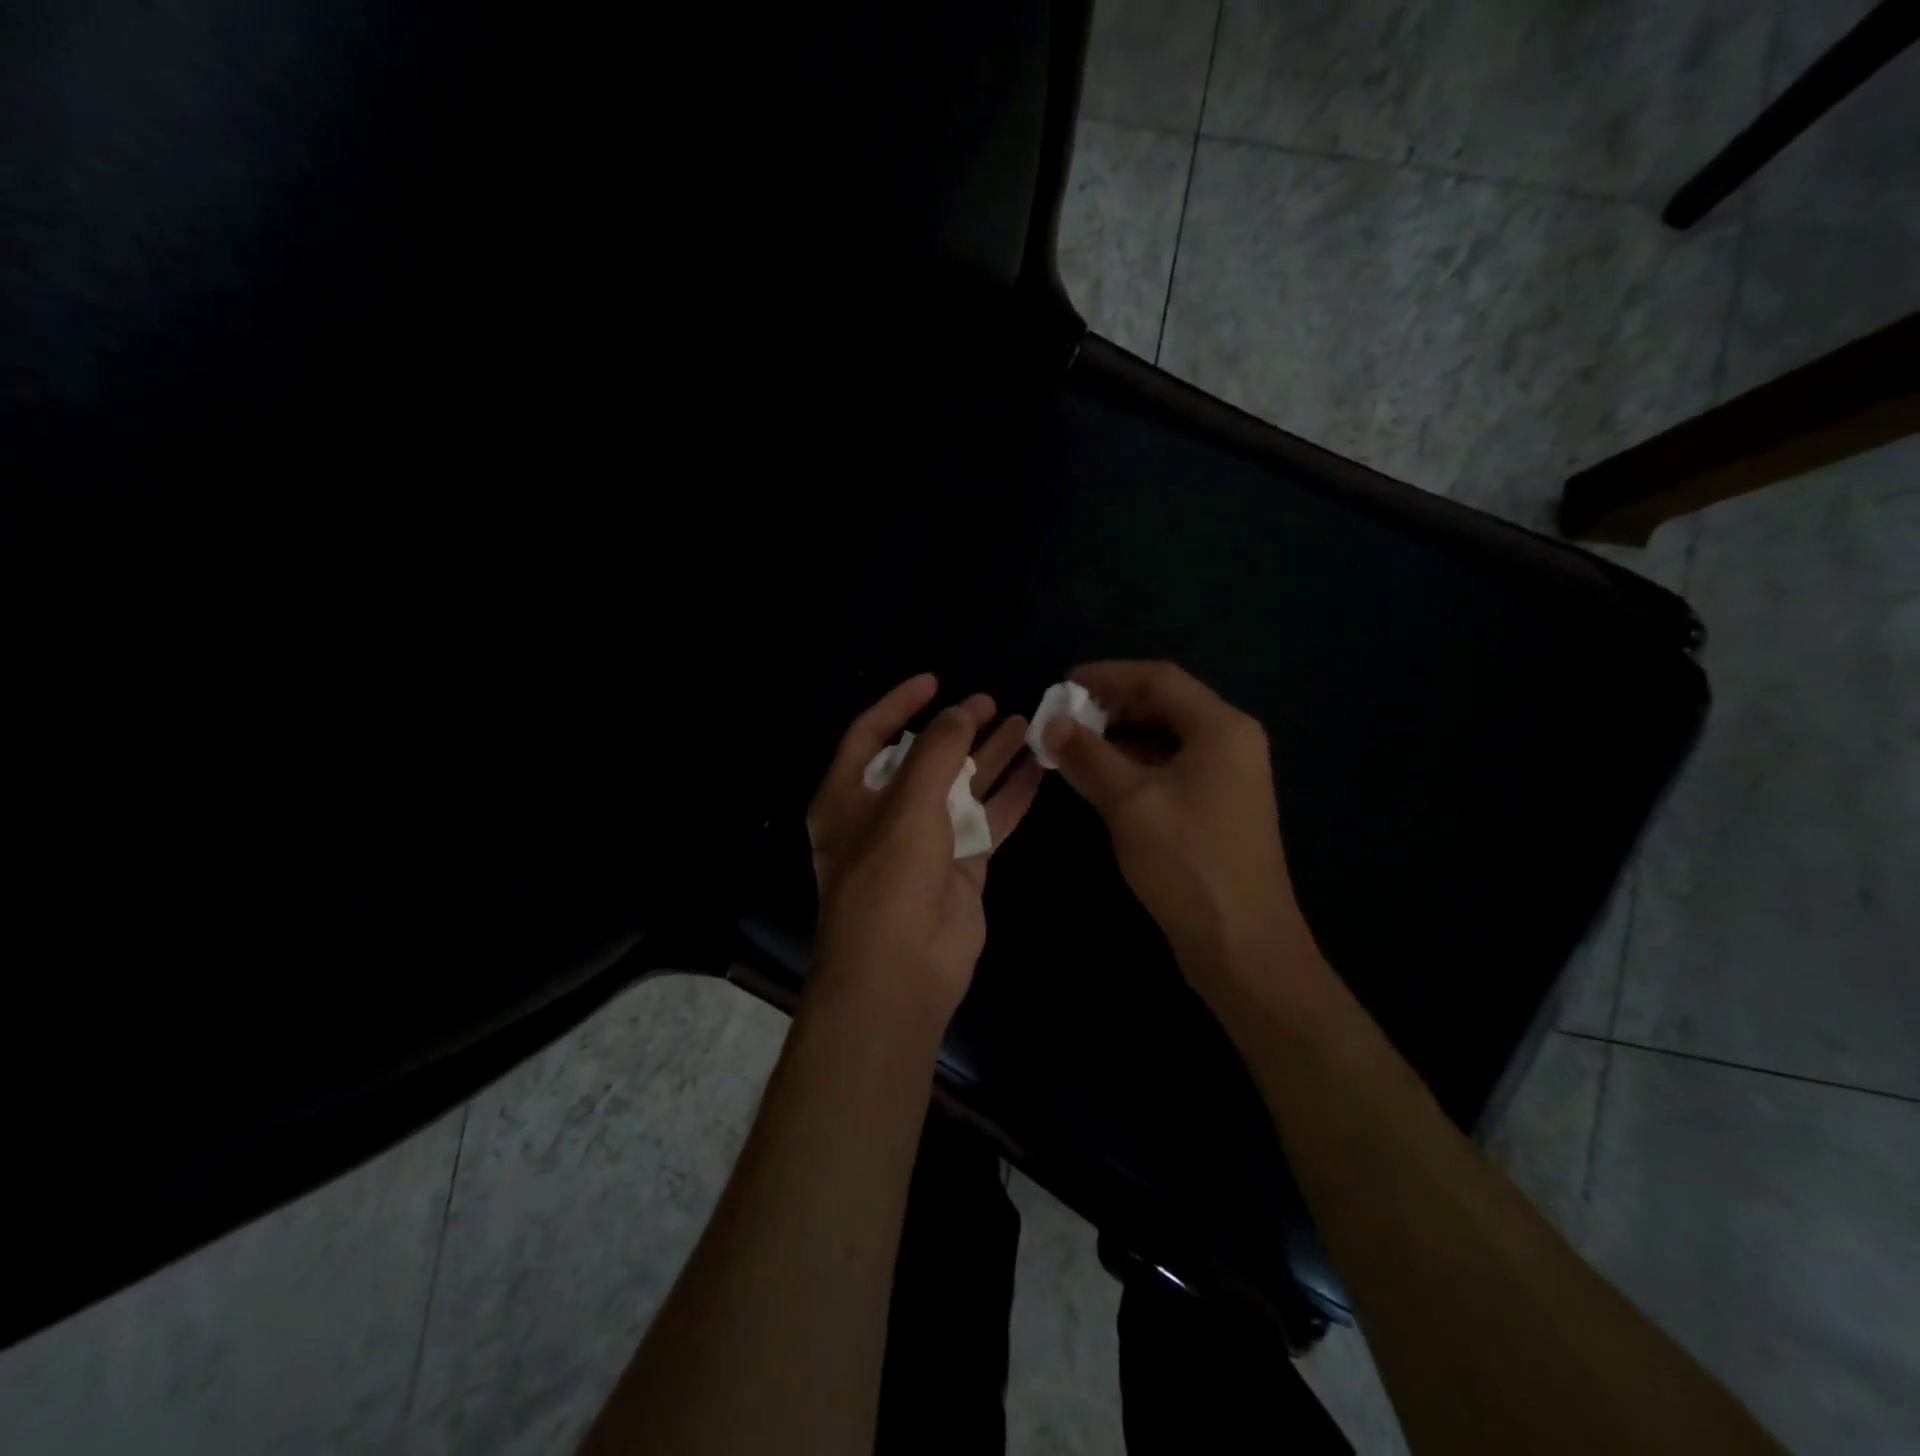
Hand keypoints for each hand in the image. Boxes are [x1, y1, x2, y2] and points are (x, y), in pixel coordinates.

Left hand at [806, 673, 1042, 1030]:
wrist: (902, 972)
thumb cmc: (889, 878)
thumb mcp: (908, 805)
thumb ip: (936, 752)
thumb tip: (959, 712)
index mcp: (848, 796)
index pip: (870, 734)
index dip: (900, 704)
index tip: (935, 679)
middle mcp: (884, 814)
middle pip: (924, 759)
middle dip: (955, 730)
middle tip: (991, 702)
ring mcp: (926, 841)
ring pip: (962, 788)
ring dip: (990, 757)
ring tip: (1023, 723)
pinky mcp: (962, 866)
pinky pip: (989, 820)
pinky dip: (1011, 796)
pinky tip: (1038, 769)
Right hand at [1042, 661, 1302, 991]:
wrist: (1241, 944)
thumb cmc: (1187, 862)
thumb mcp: (1129, 802)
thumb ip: (1089, 755)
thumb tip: (1052, 724)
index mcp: (1221, 728)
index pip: (1159, 679)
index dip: (1108, 676)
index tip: (1063, 684)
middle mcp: (1231, 742)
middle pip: (1166, 705)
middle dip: (1112, 707)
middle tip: (1064, 718)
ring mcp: (1228, 776)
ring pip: (1166, 738)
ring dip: (1120, 738)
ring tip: (1074, 747)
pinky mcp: (1218, 807)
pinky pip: (1171, 768)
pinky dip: (1134, 766)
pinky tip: (1101, 779)